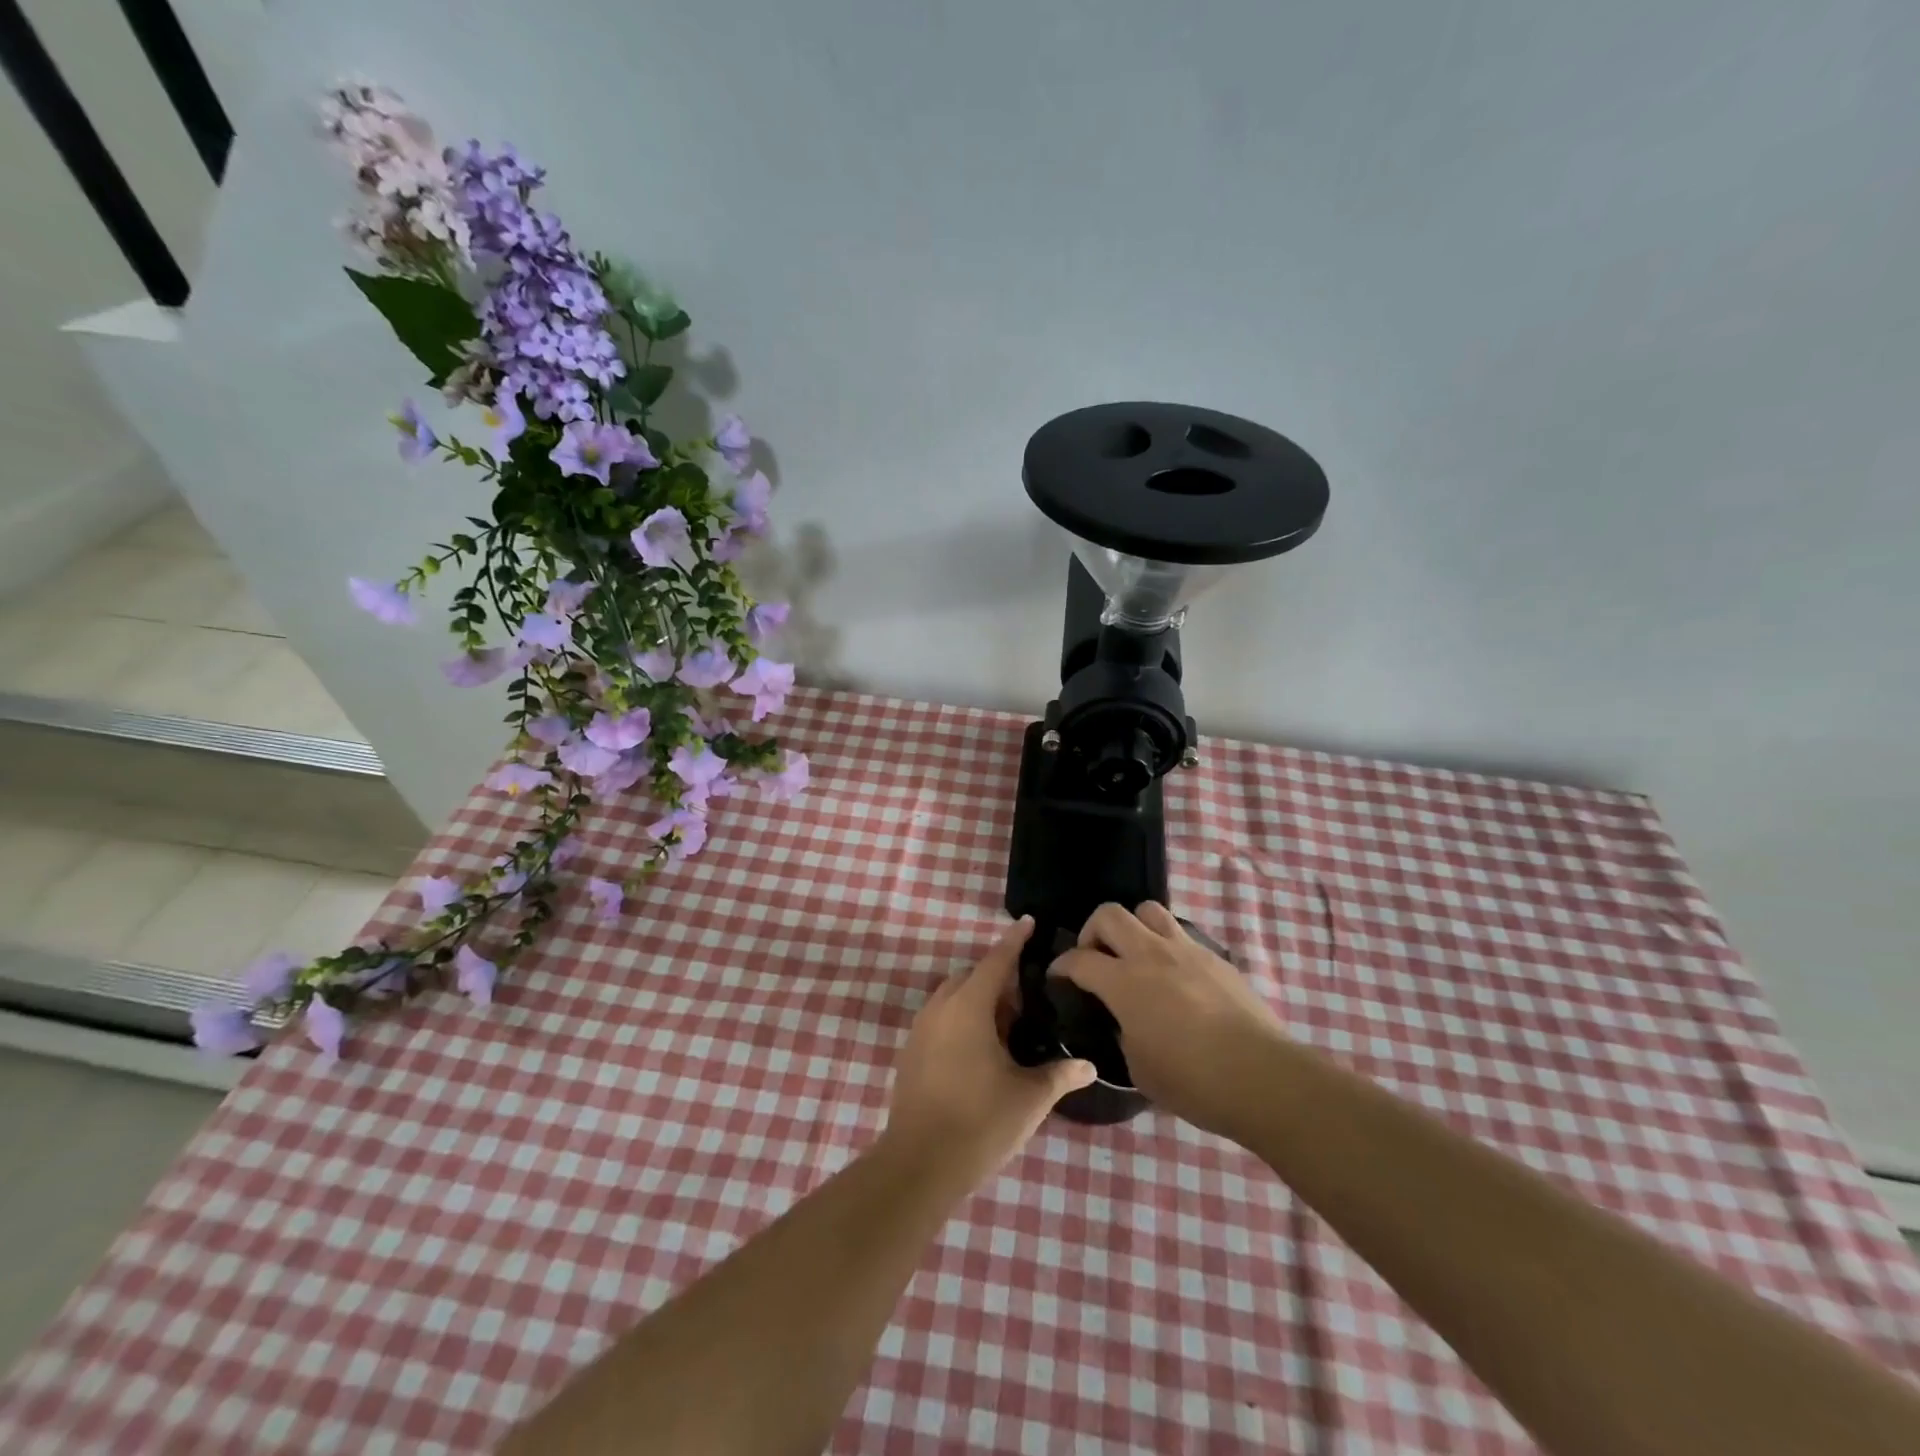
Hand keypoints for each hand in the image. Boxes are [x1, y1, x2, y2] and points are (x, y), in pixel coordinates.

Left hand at [883, 917, 1094, 1188]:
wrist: (919, 1164)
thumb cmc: (980, 1122)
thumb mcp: (1029, 1098)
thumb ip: (1060, 1075)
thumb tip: (1090, 1066)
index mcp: (969, 1006)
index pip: (996, 960)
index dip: (1014, 941)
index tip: (1028, 922)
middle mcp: (941, 1007)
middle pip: (972, 976)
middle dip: (998, 978)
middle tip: (1027, 1000)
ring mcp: (921, 1030)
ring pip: (953, 997)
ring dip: (978, 1000)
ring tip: (1007, 1027)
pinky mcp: (911, 1052)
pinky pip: (941, 1018)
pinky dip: (962, 1019)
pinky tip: (981, 1050)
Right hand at [1051, 902, 1286, 1139]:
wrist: (1262, 1076)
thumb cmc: (1193, 1081)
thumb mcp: (1138, 1067)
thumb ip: (1122, 1033)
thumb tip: (1124, 1021)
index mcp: (1124, 982)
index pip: (1078, 959)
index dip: (1061, 966)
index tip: (1058, 977)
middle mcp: (1151, 954)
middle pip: (1108, 914)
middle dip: (1092, 931)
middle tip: (1096, 958)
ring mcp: (1186, 950)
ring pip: (1148, 910)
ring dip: (1133, 927)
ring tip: (1136, 956)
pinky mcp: (1216, 957)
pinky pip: (1181, 935)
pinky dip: (1167, 946)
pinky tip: (1175, 976)